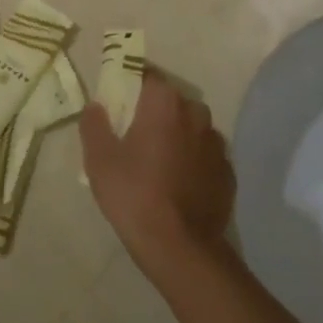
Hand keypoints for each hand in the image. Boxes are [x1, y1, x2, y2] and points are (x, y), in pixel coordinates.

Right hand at [80, 73, 234, 275]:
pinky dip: (193, 161)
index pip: (147, 76)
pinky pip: (205, 155)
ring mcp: (217, 144)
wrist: (179, 247)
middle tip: (134, 134)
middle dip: (155, 111)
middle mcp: (196, 114)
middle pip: (171, 101)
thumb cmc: (134, 194)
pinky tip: (178, 183)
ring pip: (191, 128)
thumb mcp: (99, 159)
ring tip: (158, 162)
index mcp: (164, 104)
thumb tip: (97, 106)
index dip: (131, 83)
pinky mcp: (228, 172)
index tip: (118, 99)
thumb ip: (94, 124)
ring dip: (177, 136)